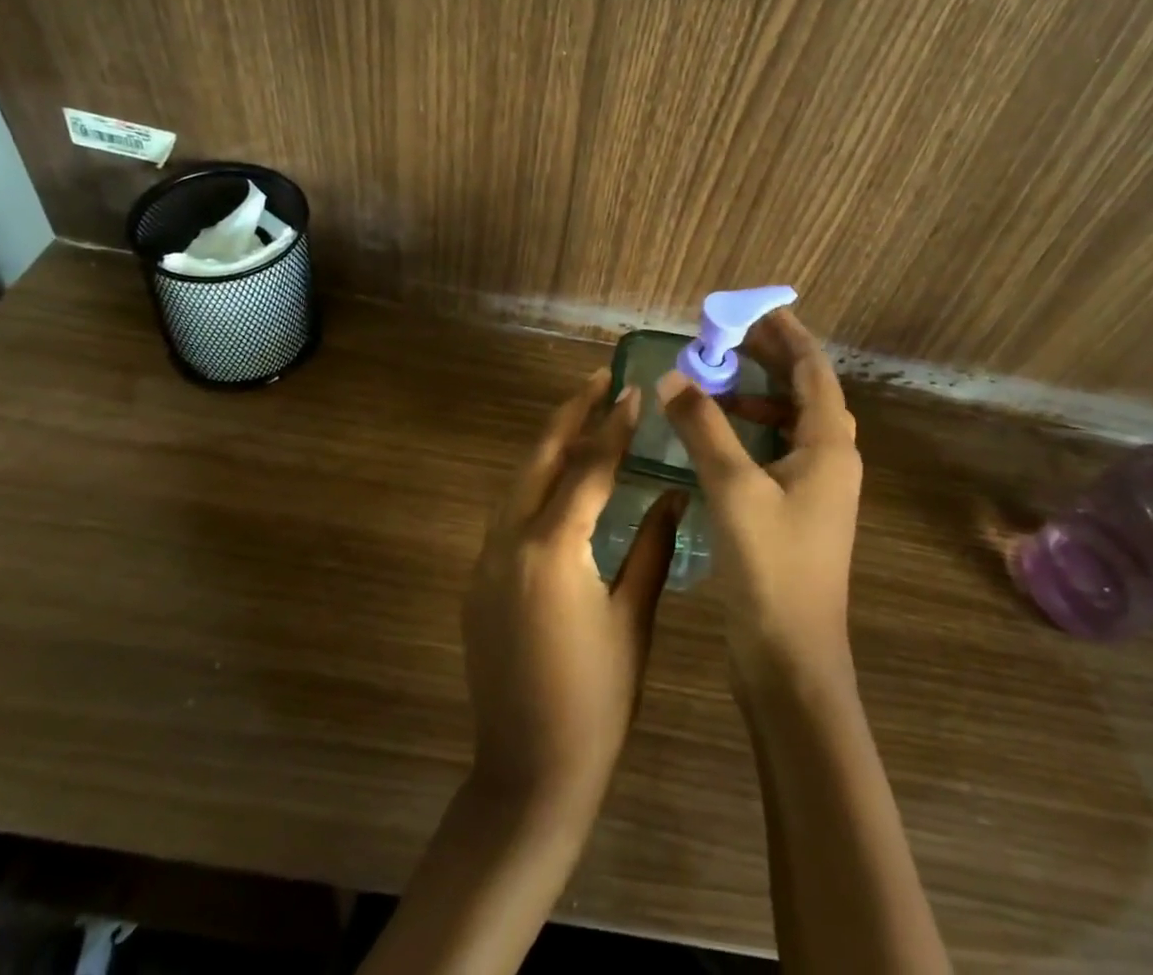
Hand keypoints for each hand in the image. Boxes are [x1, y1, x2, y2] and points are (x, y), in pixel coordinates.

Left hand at [464, 368, 682, 812]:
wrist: (529, 772)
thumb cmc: (598, 700)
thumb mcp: (634, 619)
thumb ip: (653, 547)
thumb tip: (674, 494)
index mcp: (554, 548)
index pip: (589, 467)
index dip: (613, 425)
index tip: (631, 389)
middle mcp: (510, 540)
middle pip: (540, 456)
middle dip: (570, 413)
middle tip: (598, 379)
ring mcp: (486, 558)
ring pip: (518, 480)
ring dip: (550, 444)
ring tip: (582, 417)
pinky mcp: (478, 579)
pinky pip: (508, 512)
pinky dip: (534, 484)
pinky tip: (558, 481)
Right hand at [655, 309, 860, 681]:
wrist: (791, 661)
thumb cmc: (771, 568)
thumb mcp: (733, 489)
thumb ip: (703, 427)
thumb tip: (675, 376)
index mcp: (830, 447)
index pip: (815, 372)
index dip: (789, 335)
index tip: (760, 307)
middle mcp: (832, 460)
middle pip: (807, 392)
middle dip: (772, 359)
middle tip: (731, 334)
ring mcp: (817, 489)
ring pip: (792, 422)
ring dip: (759, 394)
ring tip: (718, 378)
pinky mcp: (797, 511)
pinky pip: (778, 450)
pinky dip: (752, 430)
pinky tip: (719, 434)